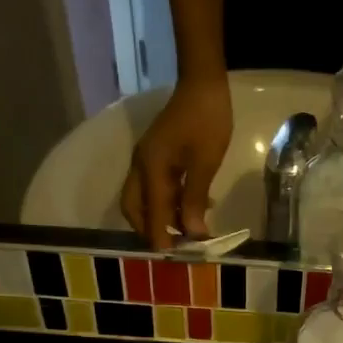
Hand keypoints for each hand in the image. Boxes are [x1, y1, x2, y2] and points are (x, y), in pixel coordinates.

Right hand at [120, 75, 232, 248]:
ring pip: (144, 200)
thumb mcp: (205, 163)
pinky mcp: (156, 156)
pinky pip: (155, 188)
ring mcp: (146, 161)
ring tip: (189, 231)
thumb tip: (193, 233)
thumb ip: (195, 199)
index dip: (161, 238)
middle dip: (151, 230)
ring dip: (162, 217)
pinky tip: (194, 207)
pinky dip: (169, 203)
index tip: (172, 259)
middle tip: (176, 246)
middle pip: (135, 209)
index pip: (152, 213)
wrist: (203, 83)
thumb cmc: (207, 121)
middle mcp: (141, 167)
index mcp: (150, 169)